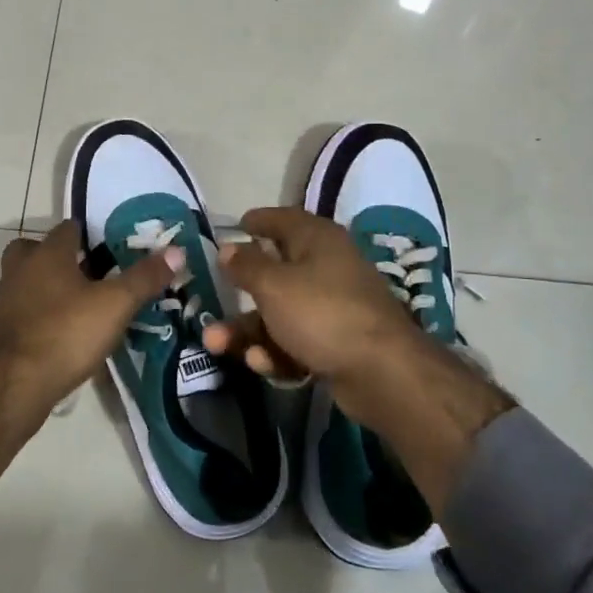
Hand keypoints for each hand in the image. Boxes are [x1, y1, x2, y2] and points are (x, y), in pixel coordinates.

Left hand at [0, 222, 179, 487]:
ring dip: (52, 288)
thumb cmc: (66, 333)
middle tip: (95, 276)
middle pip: (40, 251)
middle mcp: (22, 269)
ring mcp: (7, 300)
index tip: (115, 249)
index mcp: (47, 253)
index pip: (69, 228)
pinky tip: (68, 333)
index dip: (92, 235)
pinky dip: (44, 315)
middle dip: (65, 260)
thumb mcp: (115, 304)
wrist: (14, 386)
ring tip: (86, 306)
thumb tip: (176, 251)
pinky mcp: (4, 330)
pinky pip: (27, 311)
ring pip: (31, 281)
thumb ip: (144, 277)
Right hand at [203, 207, 428, 413]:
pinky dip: (277, 352)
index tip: (235, 227)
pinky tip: (264, 365)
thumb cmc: (322, 313)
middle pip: (275, 274)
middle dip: (240, 294)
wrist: (382, 372)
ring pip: (280, 313)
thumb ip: (246, 265)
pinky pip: (296, 341)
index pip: (283, 219)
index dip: (258, 221)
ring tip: (216, 344)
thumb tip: (228, 247)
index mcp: (317, 240)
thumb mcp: (273, 285)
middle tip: (211, 303)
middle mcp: (327, 267)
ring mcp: (334, 307)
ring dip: (248, 330)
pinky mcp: (337, 343)